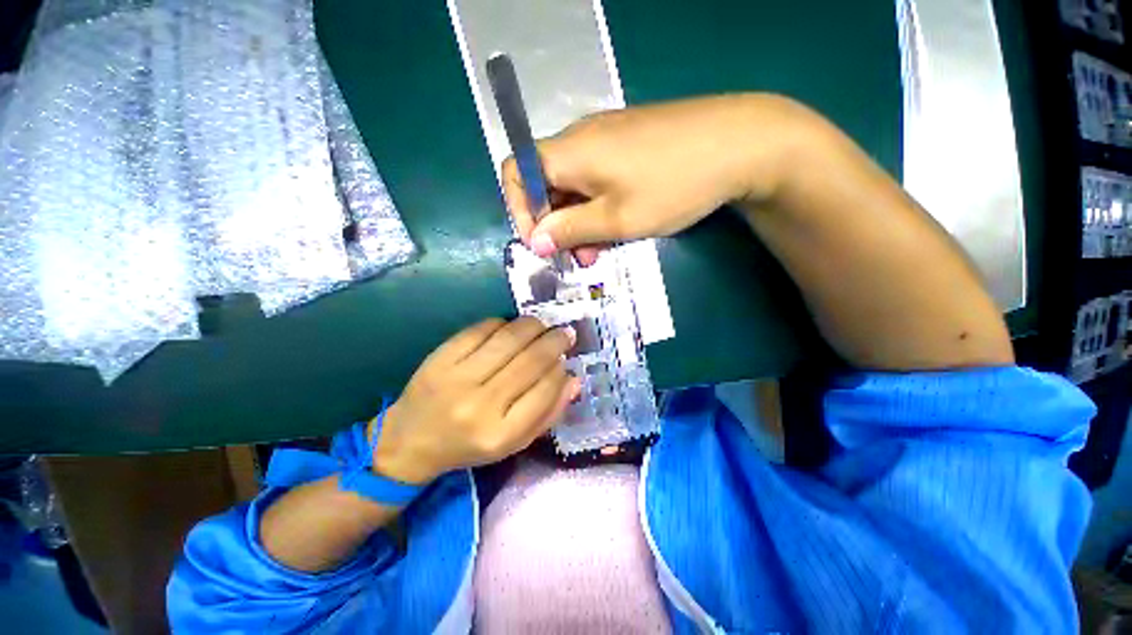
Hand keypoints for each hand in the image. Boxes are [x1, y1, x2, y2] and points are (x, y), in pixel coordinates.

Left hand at [371, 318, 580, 484]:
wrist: (411, 441)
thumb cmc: (470, 445)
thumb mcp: (514, 443)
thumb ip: (548, 414)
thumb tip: (574, 378)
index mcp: (502, 434)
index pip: (545, 390)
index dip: (560, 369)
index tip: (566, 358)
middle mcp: (481, 406)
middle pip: (530, 361)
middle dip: (554, 341)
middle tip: (565, 333)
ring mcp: (458, 378)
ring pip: (509, 339)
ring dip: (533, 326)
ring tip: (542, 325)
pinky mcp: (440, 358)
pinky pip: (481, 330)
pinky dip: (502, 324)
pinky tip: (509, 327)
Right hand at [502, 94, 810, 263]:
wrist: (739, 143)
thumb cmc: (671, 185)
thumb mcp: (616, 219)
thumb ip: (570, 229)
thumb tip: (533, 240)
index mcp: (570, 151)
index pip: (517, 171)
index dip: (520, 209)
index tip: (539, 242)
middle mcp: (580, 139)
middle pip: (546, 182)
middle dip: (554, 224)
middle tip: (575, 256)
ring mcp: (606, 139)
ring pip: (573, 186)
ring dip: (578, 221)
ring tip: (597, 250)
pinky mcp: (626, 144)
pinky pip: (596, 179)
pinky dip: (596, 207)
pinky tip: (616, 226)